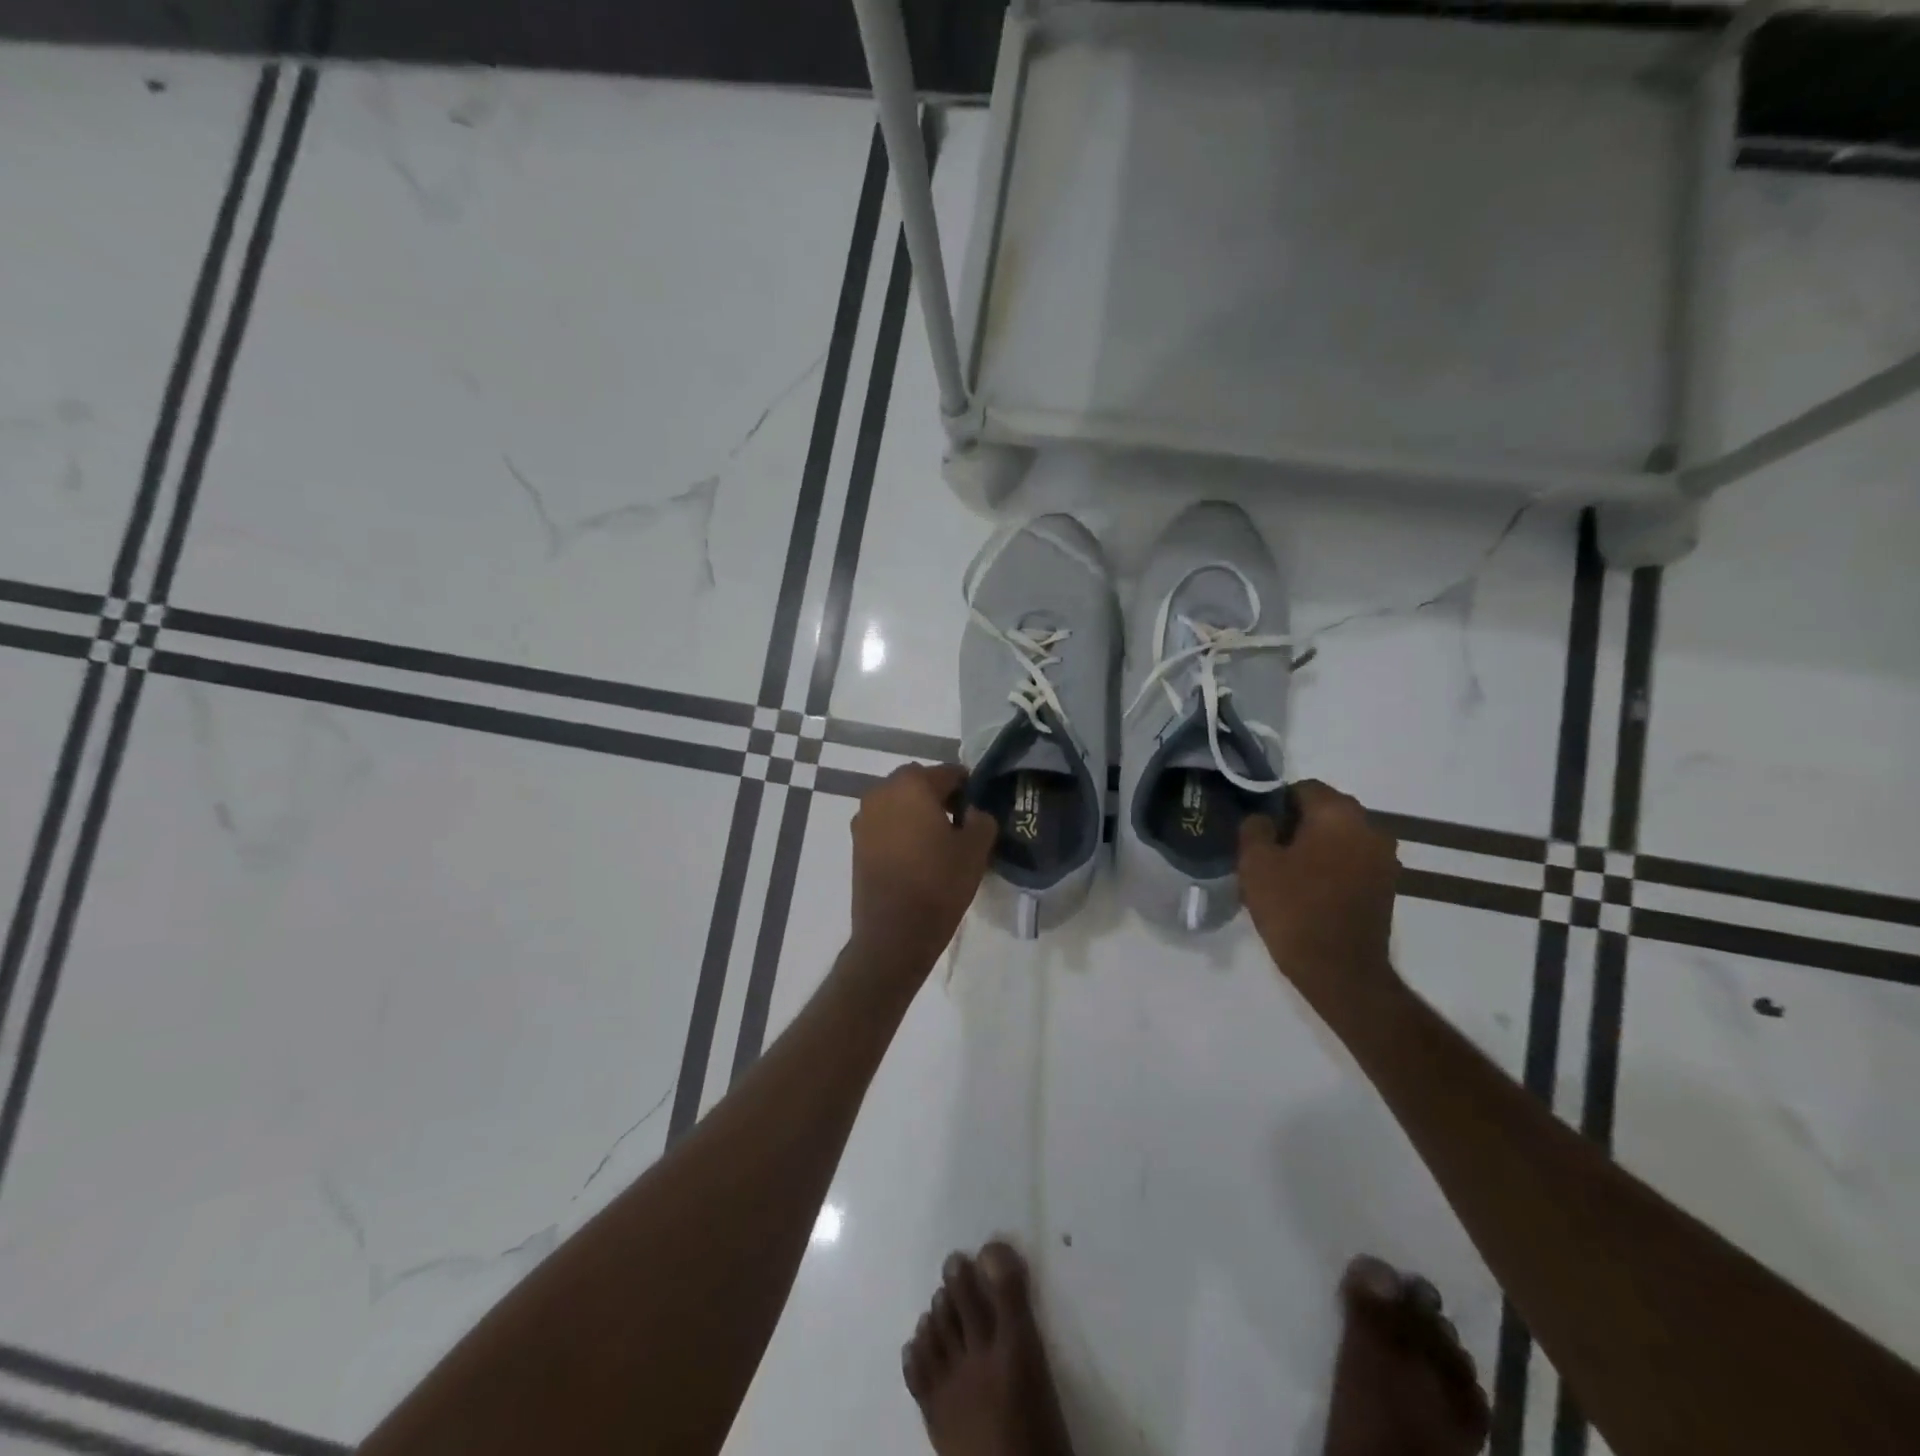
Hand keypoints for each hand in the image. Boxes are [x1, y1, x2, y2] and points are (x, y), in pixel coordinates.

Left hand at [850, 763, 997, 969]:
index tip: (980, 810)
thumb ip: (982, 819)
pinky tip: (918, 856)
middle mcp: (882, 791)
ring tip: (939, 842)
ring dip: (919, 814)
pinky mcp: (856, 842)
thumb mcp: (976, 850)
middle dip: (941, 798)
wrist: (894, 933)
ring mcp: (864, 817)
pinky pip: (886, 824)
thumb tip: (974, 813)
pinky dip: (902, 831)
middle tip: (961, 825)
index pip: (949, 773)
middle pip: (919, 784)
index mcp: (912, 783)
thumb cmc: (939, 884)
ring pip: (900, 804)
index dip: (969, 789)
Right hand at [1239, 781, 1400, 1007]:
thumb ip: (1254, 828)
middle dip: (1295, 823)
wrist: (1340, 971)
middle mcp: (1370, 827)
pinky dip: (1331, 866)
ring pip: (1339, 836)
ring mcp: (1384, 858)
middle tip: (1267, 849)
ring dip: (1315, 846)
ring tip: (1286, 872)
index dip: (1275, 803)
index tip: (1257, 828)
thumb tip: (1262, 818)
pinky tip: (1309, 889)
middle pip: (1325, 810)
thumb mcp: (1256, 864)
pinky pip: (1352, 860)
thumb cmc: (1294, 909)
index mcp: (1339, 814)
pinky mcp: (1387, 885)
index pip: (1303, 788)